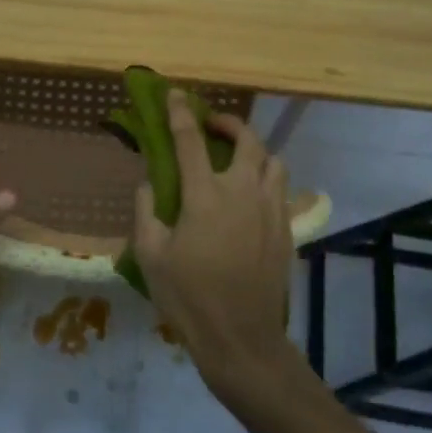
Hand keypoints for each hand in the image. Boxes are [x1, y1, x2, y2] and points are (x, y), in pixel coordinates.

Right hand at [132, 91, 296, 393]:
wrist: (241, 338)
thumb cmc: (188, 297)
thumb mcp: (150, 256)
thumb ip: (146, 212)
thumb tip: (148, 185)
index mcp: (205, 195)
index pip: (190, 141)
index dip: (180, 113)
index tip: (174, 94)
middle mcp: (243, 192)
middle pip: (247, 140)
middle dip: (228, 124)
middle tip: (211, 126)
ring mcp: (270, 210)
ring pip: (273, 161)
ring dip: (254, 151)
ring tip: (237, 160)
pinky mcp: (286, 229)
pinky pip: (281, 190)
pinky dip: (266, 180)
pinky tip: (251, 197)